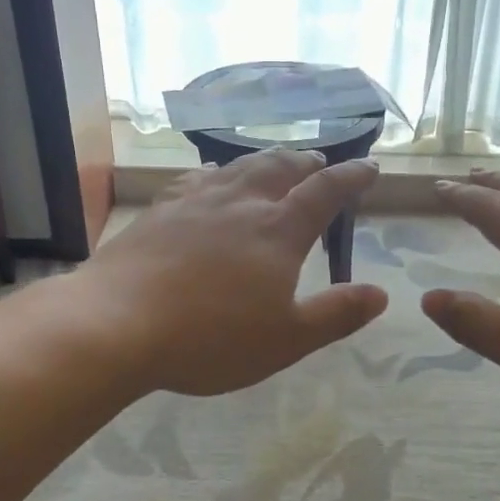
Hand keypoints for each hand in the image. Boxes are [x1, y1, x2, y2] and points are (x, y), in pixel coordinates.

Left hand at [79, 151, 388, 396]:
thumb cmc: (210, 338)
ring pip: (238, 168)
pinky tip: (210, 175)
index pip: (324, 193)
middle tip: (319, 160)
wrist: (118, 323)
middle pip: (280, 169)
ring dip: (265, 160)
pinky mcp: (159, 211)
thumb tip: (381, 294)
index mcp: (277, 232)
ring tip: (275, 161)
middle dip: (306, 162)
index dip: (351, 177)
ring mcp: (195, 203)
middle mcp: (240, 204)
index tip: (370, 167)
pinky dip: (215, 172)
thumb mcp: (286, 339)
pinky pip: (195, 179)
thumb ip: (336, 314)